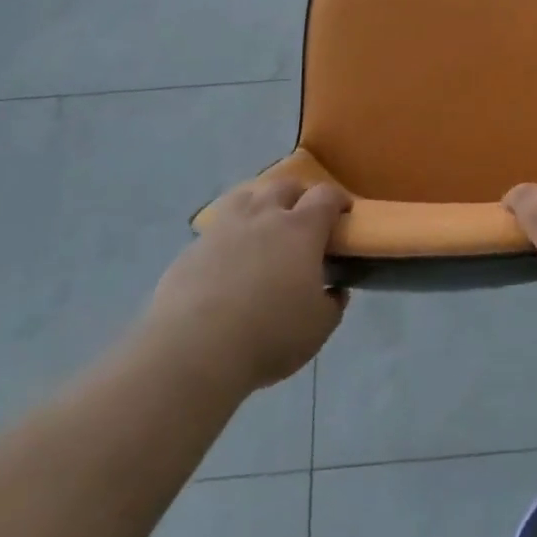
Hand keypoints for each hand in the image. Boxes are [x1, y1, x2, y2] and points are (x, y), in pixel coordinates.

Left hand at [143, 176, 350, 394]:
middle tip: (303, 219)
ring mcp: (224, 228)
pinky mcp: (192, 248)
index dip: (338, 200)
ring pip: (247, 195)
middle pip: (285, 185)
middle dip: (299, 195)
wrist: (193, 351)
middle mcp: (264, 216)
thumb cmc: (268, 336)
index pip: (326, 196)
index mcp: (301, 229)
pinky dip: (229, 232)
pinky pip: (217, 226)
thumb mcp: (318, 328)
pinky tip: (228, 256)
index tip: (343, 213)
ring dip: (261, 202)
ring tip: (263, 224)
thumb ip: (332, 303)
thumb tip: (335, 290)